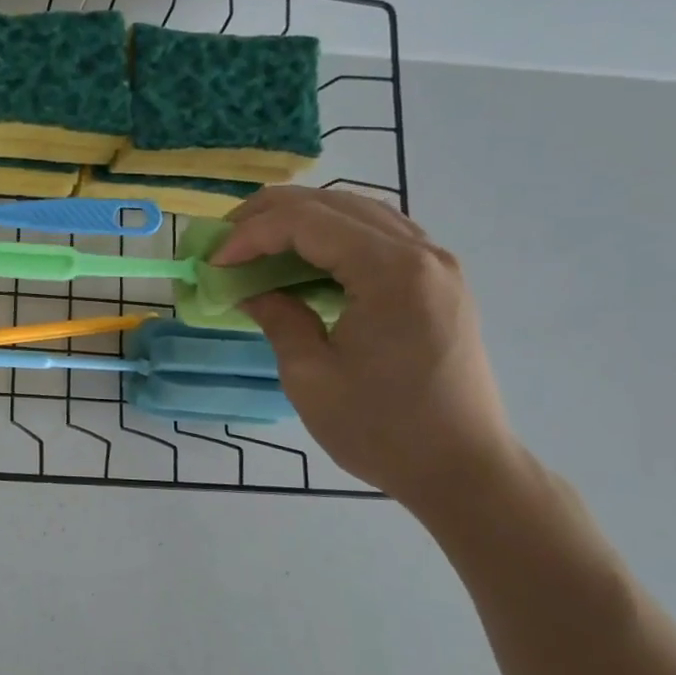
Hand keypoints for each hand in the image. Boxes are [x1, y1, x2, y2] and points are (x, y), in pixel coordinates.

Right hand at [212, 188, 518, 507]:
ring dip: (302, 221)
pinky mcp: (439, 283)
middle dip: (270, 215)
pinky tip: (305, 262)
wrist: (462, 470)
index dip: (250, 235)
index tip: (213, 263)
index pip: (306, 222)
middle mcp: (421, 253)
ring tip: (257, 244)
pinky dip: (334, 238)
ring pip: (358, 212)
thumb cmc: (381, 428)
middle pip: (334, 203)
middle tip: (225, 242)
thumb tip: (249, 290)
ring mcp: (437, 265)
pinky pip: (379, 237)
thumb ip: (277, 317)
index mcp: (392, 272)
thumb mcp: (309, 375)